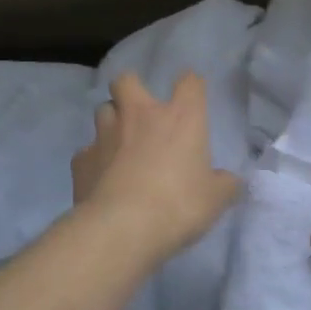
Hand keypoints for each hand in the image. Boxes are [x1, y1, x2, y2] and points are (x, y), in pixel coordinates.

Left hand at [72, 71, 241, 261]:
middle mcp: (140, 116)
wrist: (122, 229)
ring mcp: (106, 135)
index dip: (191, 86)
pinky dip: (95, 159)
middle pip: (127, 80)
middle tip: (142, 112)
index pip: (189, 82)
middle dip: (132, 89)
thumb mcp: (216, 198)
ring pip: (103, 110)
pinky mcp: (81, 160)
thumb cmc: (179, 205)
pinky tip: (102, 177)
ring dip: (112, 121)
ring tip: (120, 144)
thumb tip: (229, 181)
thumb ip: (224, 184)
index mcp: (181, 118)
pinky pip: (87, 151)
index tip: (193, 97)